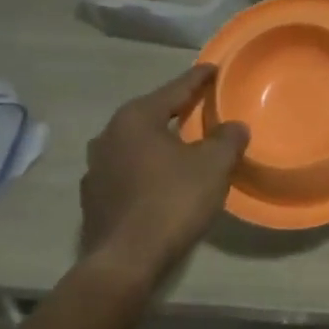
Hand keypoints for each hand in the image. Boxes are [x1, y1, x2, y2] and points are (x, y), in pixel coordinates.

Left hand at [79, 64, 249, 280]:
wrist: (125, 260)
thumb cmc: (172, 201)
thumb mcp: (213, 165)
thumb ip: (227, 139)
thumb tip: (234, 127)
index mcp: (135, 119)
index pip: (174, 89)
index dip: (197, 79)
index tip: (213, 68)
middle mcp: (108, 136)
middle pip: (151, 114)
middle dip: (176, 109)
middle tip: (201, 105)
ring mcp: (96, 168)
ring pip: (137, 144)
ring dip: (160, 141)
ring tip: (184, 143)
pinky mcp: (94, 198)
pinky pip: (128, 170)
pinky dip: (148, 167)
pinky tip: (163, 178)